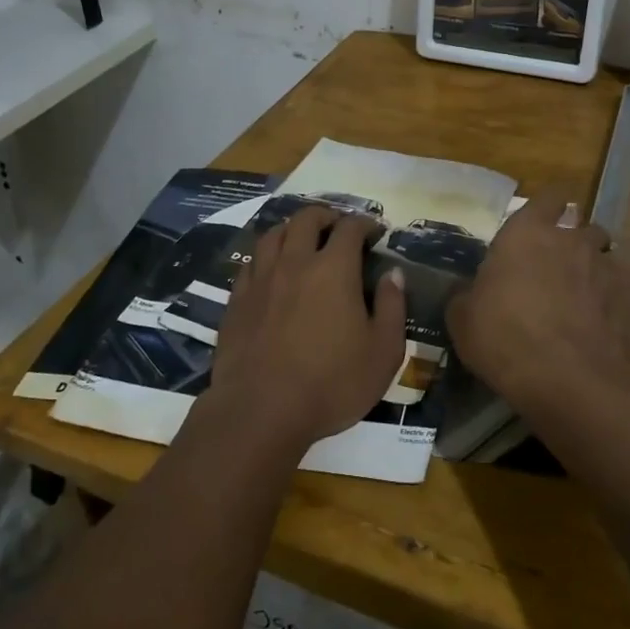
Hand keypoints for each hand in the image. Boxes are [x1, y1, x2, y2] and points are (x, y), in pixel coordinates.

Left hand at [207, 205, 408, 452]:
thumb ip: (392, 307)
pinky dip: (265, 256)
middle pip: (306, 219)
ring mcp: (261, 280)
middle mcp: (295, 262)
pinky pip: (250, 263)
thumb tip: (392, 274)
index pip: (350, 228)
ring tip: (302, 240)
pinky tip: (271, 270)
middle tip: (337, 227)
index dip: (365, 224)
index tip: (375, 232)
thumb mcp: (382, 353)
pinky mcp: (237, 301)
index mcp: (334, 269)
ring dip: (291, 229)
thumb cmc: (331, 384)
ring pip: (273, 235)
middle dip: (326, 216)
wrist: (260, 412)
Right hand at [447, 191, 629, 418]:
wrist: (562, 379)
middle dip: (583, 243)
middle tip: (569, 270)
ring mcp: (613, 267)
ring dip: (621, 259)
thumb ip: (468, 297)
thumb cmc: (503, 340)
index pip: (550, 196)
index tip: (548, 217)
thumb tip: (469, 294)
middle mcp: (575, 240)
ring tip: (610, 282)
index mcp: (528, 233)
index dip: (552, 205)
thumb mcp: (463, 319)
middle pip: (589, 226)